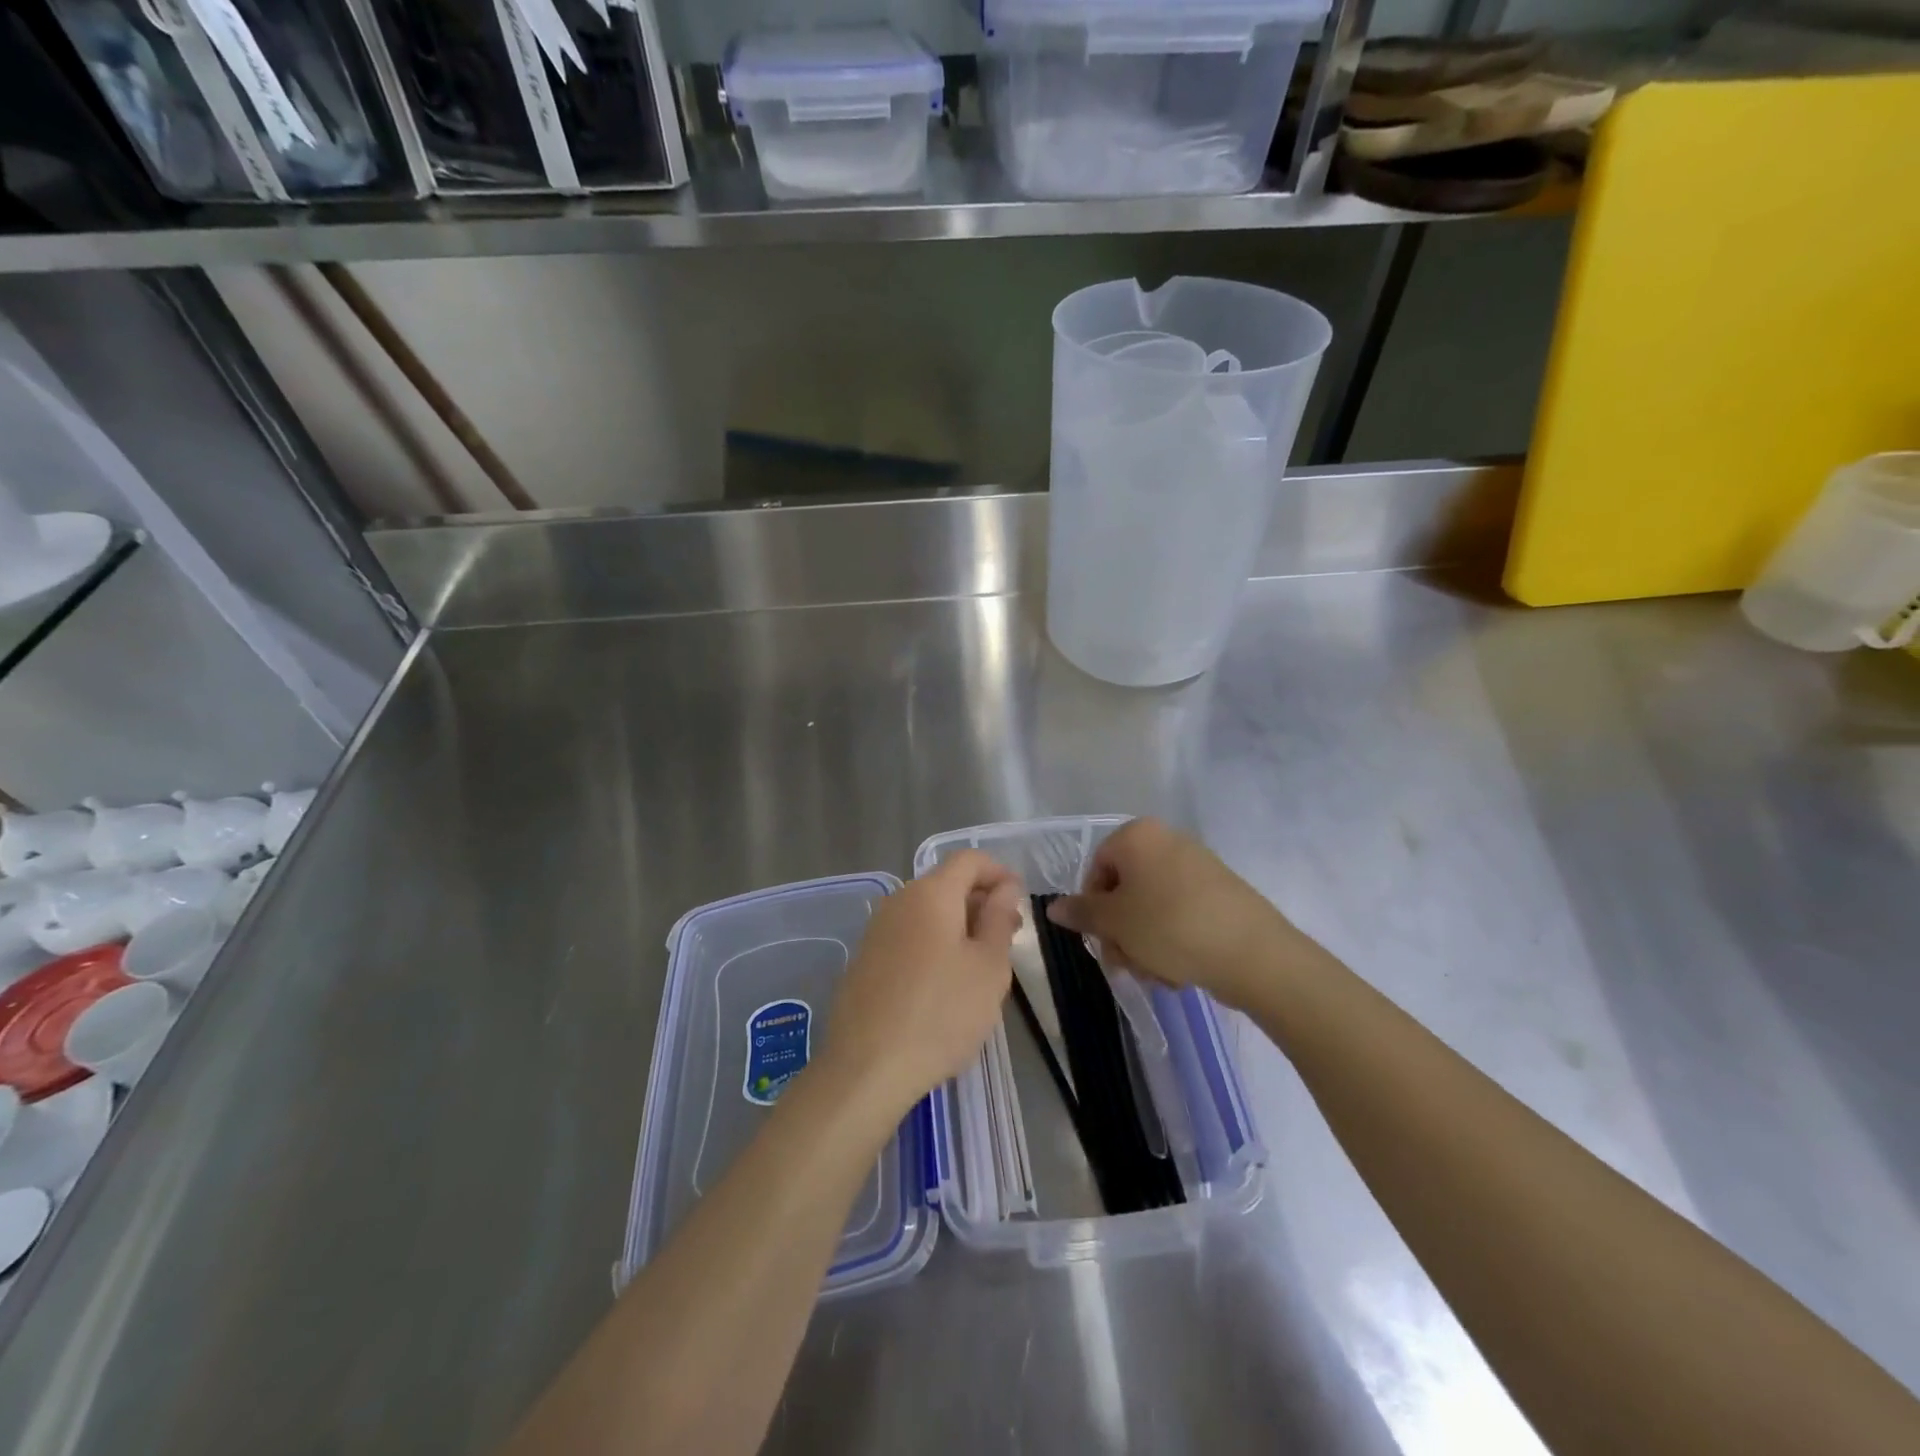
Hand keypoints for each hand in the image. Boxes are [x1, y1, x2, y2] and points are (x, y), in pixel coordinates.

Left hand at [818, 851, 1021, 1127]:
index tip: (1019, 903)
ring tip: (980, 964)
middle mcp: (898, 901)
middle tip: (1008, 938)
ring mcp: (876, 930)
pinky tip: (943, 983)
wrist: (866, 1068)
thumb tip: (1004, 887)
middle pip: (946, 884)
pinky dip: (932, 944)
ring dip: (958, 925)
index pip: (969, 859)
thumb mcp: (988, 967)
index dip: (999, 873)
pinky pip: (907, 936)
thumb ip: (998, 918)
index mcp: (930, 894)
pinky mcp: (864, 959)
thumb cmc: (941, 1014)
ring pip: (926, 911)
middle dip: (981, 901)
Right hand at [1046, 818, 1311, 1010]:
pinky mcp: (1219, 893)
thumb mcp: (1115, 922)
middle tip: (1127, 963)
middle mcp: (1167, 841)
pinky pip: (1179, 914)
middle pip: (1124, 891)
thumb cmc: (1170, 927)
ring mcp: (1197, 866)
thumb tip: (1053, 907)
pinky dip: (1172, 941)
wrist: (1253, 954)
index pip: (1096, 869)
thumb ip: (1081, 912)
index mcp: (1138, 836)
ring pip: (1150, 908)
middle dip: (1121, 932)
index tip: (1102, 939)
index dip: (1093, 908)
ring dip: (1144, 944)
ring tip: (1157, 972)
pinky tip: (1180, 969)